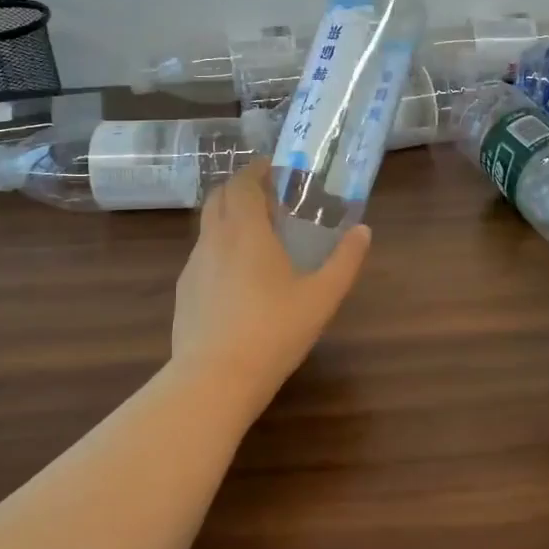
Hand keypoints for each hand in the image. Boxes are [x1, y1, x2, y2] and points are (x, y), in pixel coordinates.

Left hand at [171, 162, 372, 392]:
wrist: (215, 379)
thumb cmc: (274, 331)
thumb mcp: (322, 297)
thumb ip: (346, 261)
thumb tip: (364, 231)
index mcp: (246, 231)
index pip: (243, 183)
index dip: (257, 170)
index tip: (275, 170)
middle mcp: (213, 240)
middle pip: (219, 198)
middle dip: (242, 189)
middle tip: (270, 199)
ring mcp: (193, 267)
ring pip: (208, 227)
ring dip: (229, 219)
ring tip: (257, 238)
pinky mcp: (184, 293)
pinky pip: (202, 256)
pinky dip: (220, 249)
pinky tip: (238, 279)